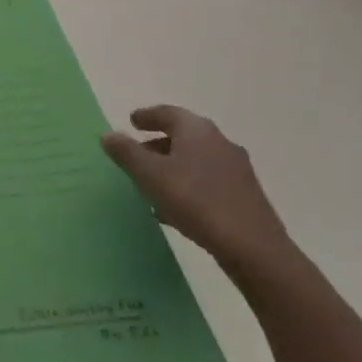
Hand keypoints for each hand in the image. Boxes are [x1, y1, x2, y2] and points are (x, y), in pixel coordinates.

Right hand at [101, 105, 293, 277]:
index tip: (132, 121)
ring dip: (173, 166)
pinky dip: (188, 184)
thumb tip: (108, 134)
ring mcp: (236, 170)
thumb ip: (126, 152)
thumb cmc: (195, 201)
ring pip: (196, 160)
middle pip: (183, 136)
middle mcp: (219, 142)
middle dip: (158, 143)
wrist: (254, 248)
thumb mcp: (150, 175)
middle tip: (137, 154)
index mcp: (197, 130)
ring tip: (152, 184)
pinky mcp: (245, 195)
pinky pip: (208, 181)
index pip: (168, 113)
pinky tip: (176, 207)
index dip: (147, 116)